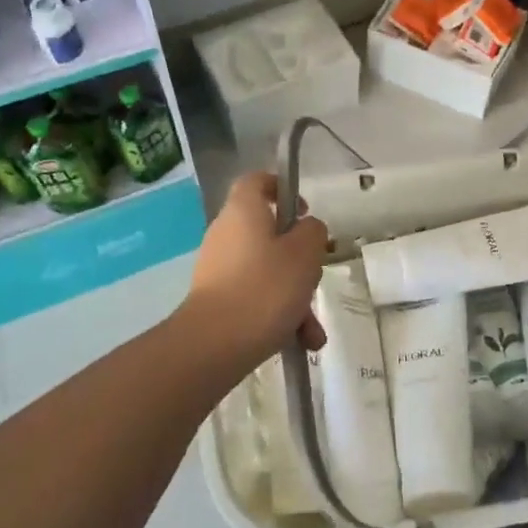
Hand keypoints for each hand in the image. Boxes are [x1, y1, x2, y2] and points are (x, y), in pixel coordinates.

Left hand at [182, 172, 328, 373]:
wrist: (213, 345)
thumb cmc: (265, 288)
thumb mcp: (305, 254)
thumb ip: (313, 232)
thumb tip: (306, 230)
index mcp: (243, 211)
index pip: (257, 181)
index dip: (281, 188)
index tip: (303, 211)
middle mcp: (226, 233)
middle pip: (269, 233)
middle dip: (299, 259)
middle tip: (314, 276)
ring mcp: (219, 268)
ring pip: (267, 271)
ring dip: (294, 296)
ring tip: (312, 329)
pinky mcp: (217, 299)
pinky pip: (255, 297)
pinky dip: (278, 315)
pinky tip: (300, 341)